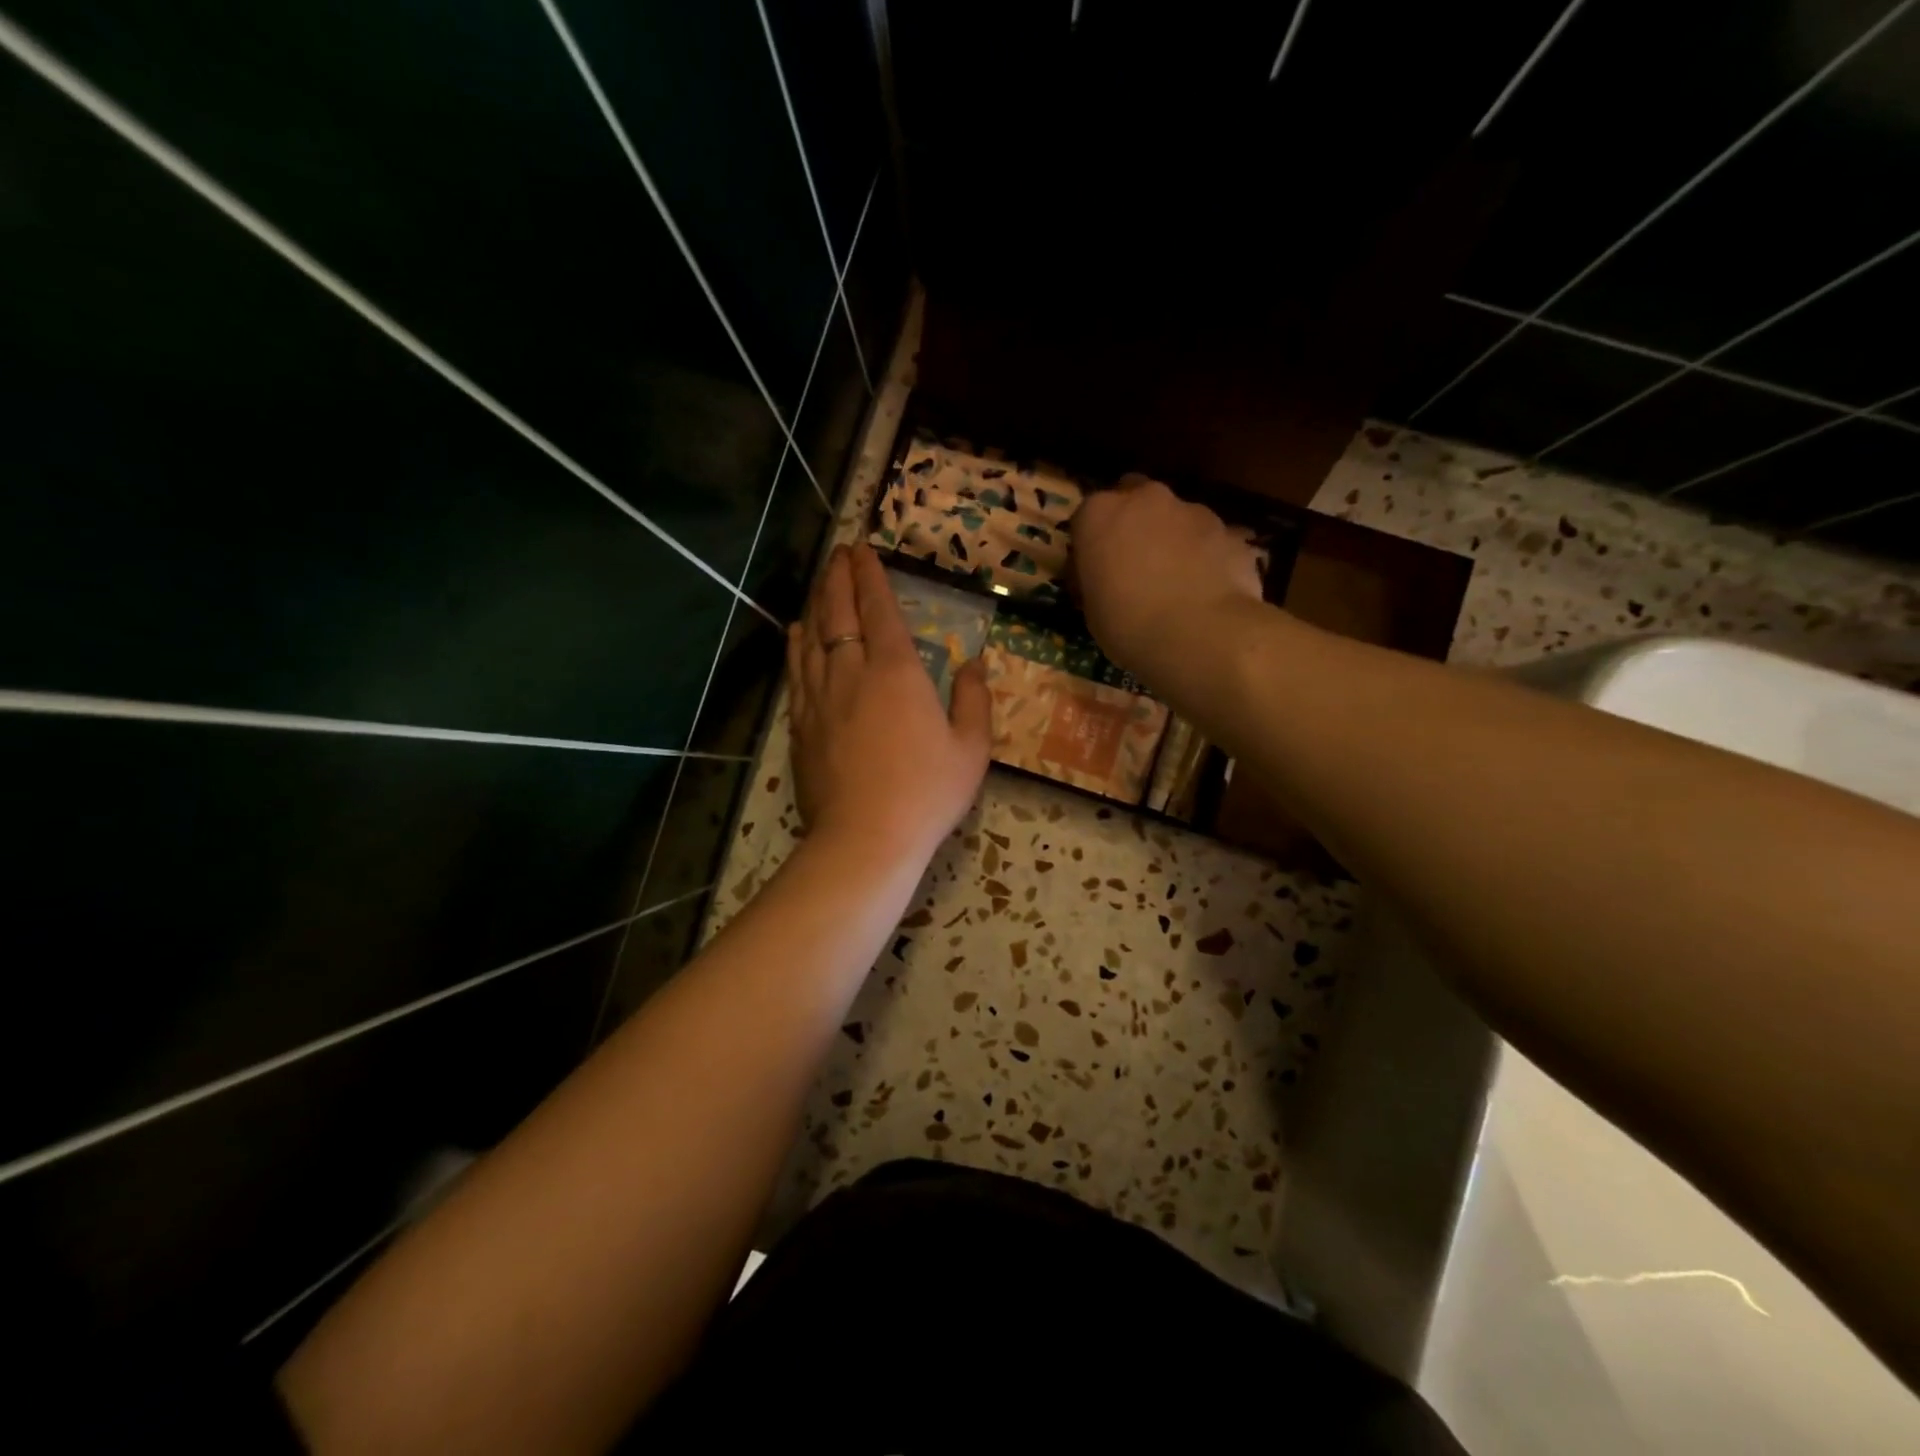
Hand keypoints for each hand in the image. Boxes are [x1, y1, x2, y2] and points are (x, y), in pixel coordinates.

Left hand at [787, 544, 991, 863]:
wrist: (866, 838)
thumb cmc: (927, 792)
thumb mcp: (971, 748)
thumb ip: (974, 699)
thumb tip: (974, 663)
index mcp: (896, 671)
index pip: (878, 608)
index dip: (870, 575)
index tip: (863, 550)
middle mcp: (852, 672)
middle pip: (838, 611)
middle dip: (838, 577)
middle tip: (838, 553)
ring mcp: (820, 697)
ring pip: (812, 636)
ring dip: (816, 603)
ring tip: (820, 583)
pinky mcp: (801, 724)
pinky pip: (796, 671)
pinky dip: (796, 645)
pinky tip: (796, 633)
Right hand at [1070, 475, 1264, 680]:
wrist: (1199, 634)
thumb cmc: (1128, 624)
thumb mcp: (1092, 608)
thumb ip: (1098, 577)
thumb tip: (1104, 577)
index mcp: (1100, 514)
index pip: (1087, 515)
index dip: (1092, 541)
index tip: (1096, 567)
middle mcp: (1146, 499)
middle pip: (1136, 498)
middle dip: (1136, 522)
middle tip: (1136, 562)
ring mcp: (1194, 511)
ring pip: (1178, 517)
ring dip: (1174, 538)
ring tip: (1177, 581)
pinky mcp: (1231, 532)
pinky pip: (1211, 540)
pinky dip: (1207, 557)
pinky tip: (1207, 590)